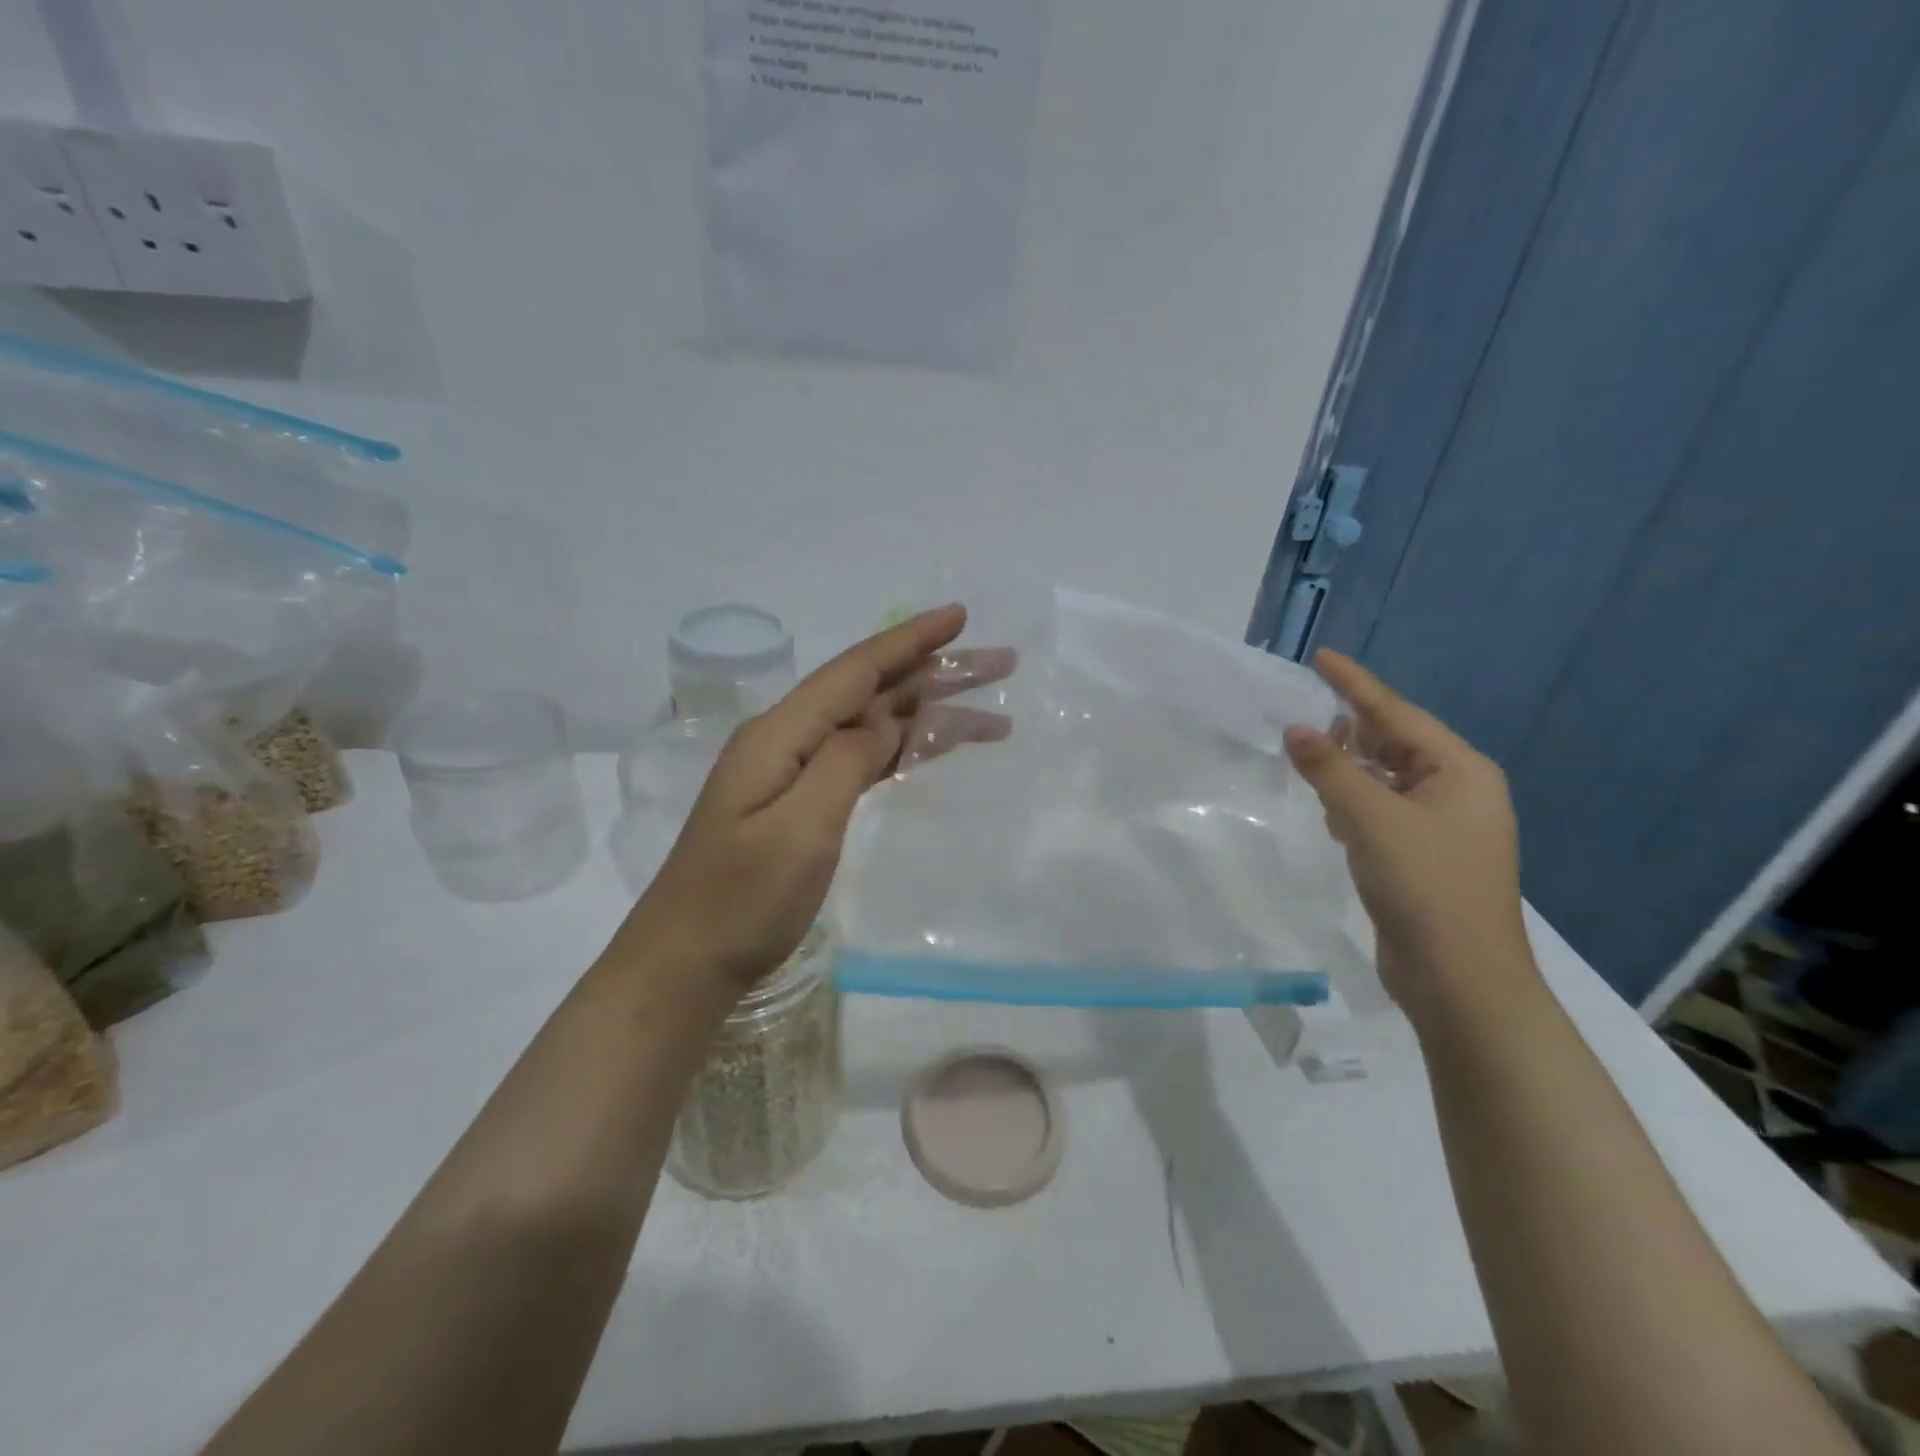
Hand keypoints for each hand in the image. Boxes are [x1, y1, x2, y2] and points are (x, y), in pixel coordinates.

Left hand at [616, 605, 1011, 994]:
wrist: (686, 962)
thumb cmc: (741, 900)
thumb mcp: (800, 828)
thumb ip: (846, 762)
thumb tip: (885, 722)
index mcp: (781, 734)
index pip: (856, 670)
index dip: (910, 640)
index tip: (960, 616)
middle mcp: (788, 740)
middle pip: (871, 691)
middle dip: (934, 672)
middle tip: (999, 663)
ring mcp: (794, 773)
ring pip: (873, 726)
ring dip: (929, 715)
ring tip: (991, 714)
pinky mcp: (802, 804)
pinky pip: (863, 761)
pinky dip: (904, 751)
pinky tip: (935, 749)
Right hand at [1282, 651, 1537, 1023]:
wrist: (1460, 980)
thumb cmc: (1424, 887)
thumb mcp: (1370, 819)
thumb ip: (1330, 770)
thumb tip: (1297, 730)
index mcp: (1460, 772)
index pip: (1396, 714)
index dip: (1355, 684)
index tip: (1322, 656)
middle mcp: (1458, 791)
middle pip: (1395, 743)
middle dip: (1351, 728)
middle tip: (1304, 711)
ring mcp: (1444, 827)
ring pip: (1387, 779)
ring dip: (1350, 767)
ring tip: (1310, 755)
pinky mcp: (1424, 857)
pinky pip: (1384, 811)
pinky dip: (1356, 802)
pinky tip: (1330, 810)